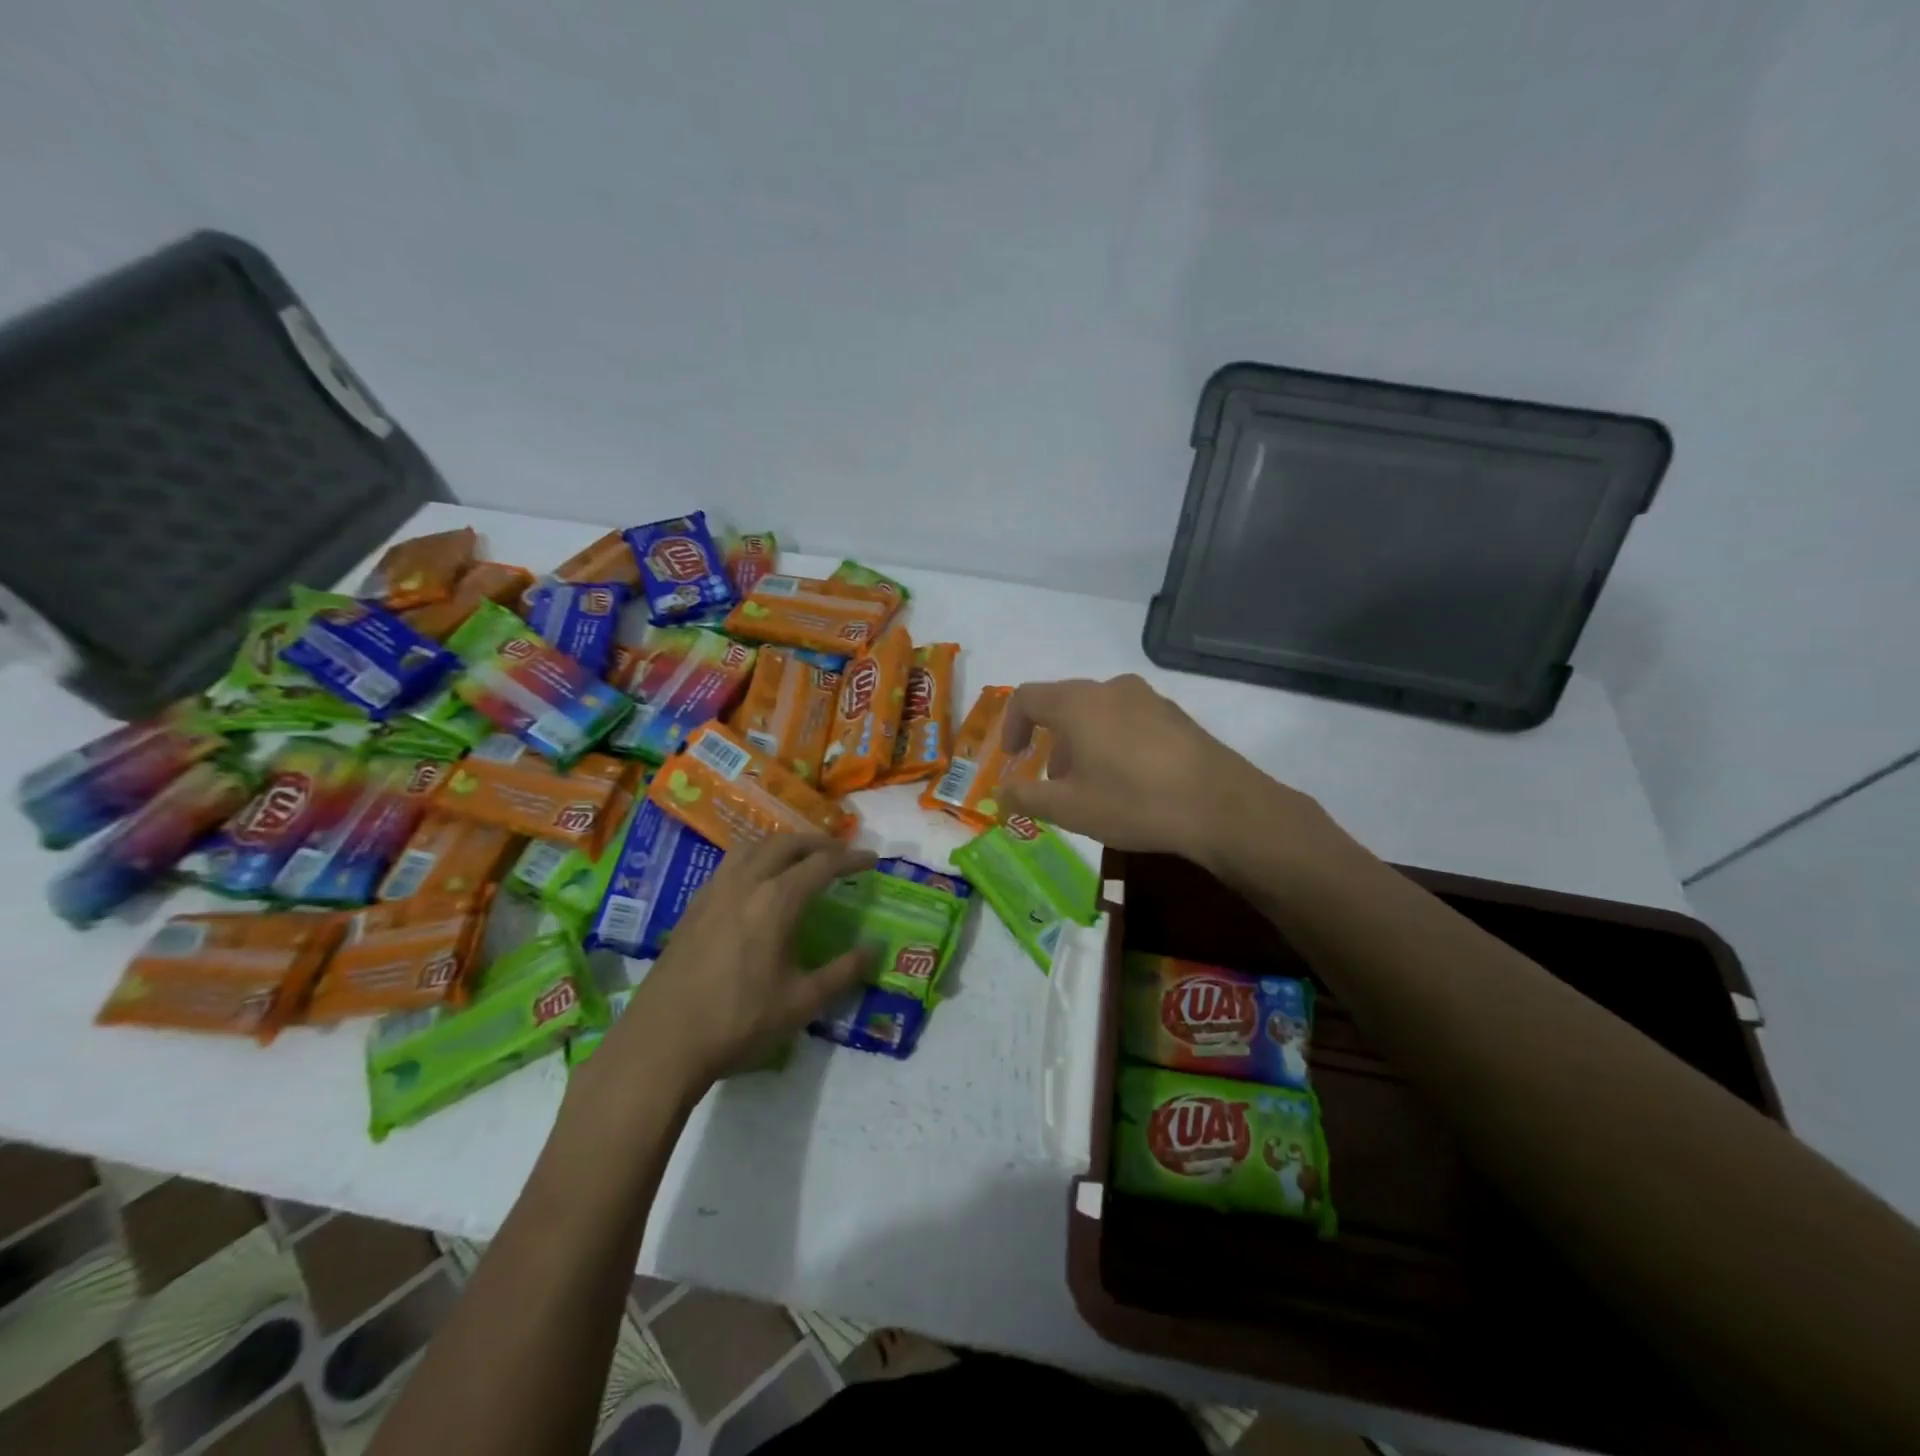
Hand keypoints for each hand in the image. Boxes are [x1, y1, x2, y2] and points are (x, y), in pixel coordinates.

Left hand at [605, 835, 877, 1090]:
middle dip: (818, 843)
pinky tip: (756, 883)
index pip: (822, 864)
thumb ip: (843, 972)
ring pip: (752, 847)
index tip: (872, 860)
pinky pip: (729, 864)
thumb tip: (875, 948)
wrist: (663, 1041)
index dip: (851, 859)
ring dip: (782, 844)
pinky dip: (754, 858)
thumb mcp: (802, 1002)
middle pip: (786, 844)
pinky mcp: (693, 906)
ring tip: (799, 858)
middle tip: (840, 854)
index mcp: (776, 901)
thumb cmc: (739, 1021)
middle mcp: (745, 883)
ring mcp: (714, 891)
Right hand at [999, 674, 1326, 870]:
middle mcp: (1111, 688)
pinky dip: (1114, 742)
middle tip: (1054, 783)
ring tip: (1092, 786)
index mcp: (1078, 703)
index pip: (1027, 697)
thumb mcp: (1069, 808)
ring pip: (1099, 713)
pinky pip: (1129, 720)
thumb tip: (1000, 795)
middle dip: (1050, 742)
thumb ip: (1026, 797)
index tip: (1014, 758)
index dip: (1011, 726)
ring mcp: (1149, 698)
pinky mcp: (1176, 716)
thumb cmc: (1132, 801)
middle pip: (1065, 704)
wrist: (1220, 806)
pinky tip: (1130, 781)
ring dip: (1083, 744)